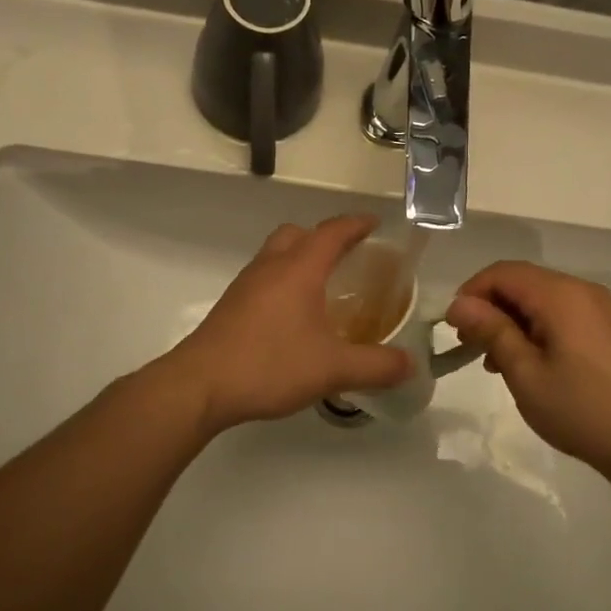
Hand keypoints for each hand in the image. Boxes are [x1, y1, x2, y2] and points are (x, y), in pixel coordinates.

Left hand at [169, 215, 412, 431]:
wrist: (200, 385)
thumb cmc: (269, 365)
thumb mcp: (333, 369)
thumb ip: (376, 366)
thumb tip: (410, 365)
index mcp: (299, 269)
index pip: (333, 232)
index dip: (357, 224)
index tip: (376, 225)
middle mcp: (271, 267)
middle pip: (298, 233)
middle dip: (325, 237)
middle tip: (349, 258)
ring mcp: (246, 285)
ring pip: (277, 253)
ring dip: (301, 258)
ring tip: (324, 287)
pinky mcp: (232, 306)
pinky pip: (264, 277)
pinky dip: (283, 281)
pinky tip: (294, 317)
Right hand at [446, 261, 610, 484]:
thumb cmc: (579, 408)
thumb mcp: (525, 372)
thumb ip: (491, 331)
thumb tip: (459, 304)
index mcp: (560, 295)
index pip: (502, 273)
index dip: (471, 292)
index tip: (452, 327)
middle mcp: (580, 290)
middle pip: (521, 281)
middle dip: (489, 306)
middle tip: (468, 343)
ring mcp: (597, 308)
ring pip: (538, 297)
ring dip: (509, 319)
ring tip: (491, 359)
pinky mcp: (605, 328)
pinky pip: (558, 312)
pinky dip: (533, 327)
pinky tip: (523, 361)